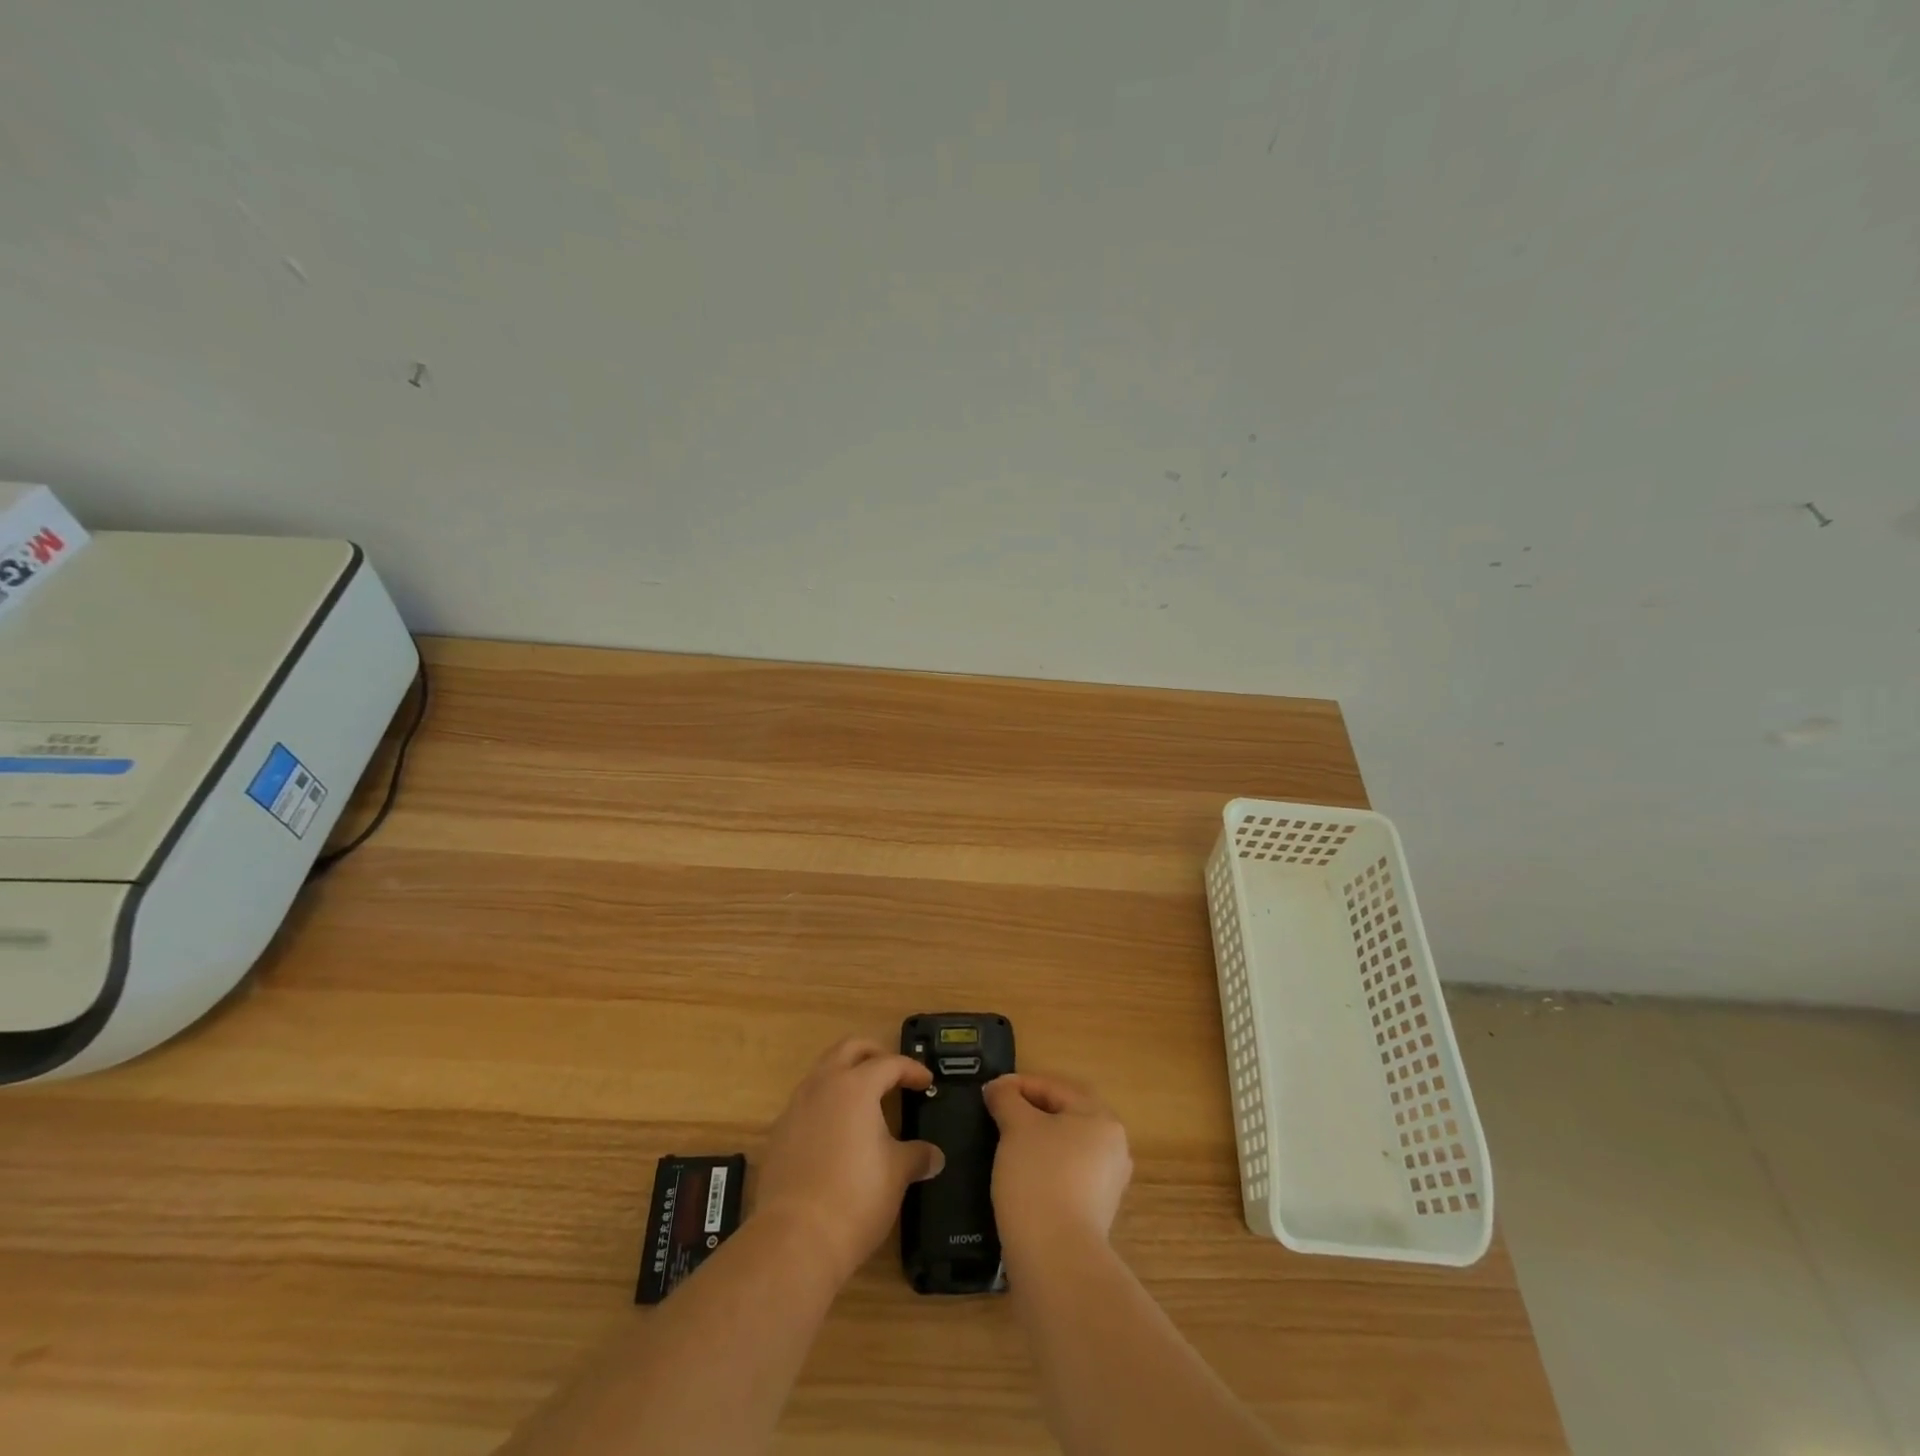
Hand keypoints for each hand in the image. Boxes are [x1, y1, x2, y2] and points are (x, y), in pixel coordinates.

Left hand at [754, 1037, 944, 1284]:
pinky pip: (806, 1102)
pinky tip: (836, 1132)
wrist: (795, 1238)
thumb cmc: (856, 1197)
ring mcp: (796, 1107)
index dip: (912, 1070)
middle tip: (892, 1073)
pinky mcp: (779, 1133)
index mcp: (856, 1086)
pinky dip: (825, 1104)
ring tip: (864, 1100)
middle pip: (849, 1048)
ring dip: (845, 1075)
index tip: (926, 1082)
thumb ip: (917, 1156)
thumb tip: (934, 1156)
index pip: (890, 1063)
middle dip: (874, 1053)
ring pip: (823, 1071)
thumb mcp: (897, 1174)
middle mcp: (823, 1085)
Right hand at [984, 1074, 1132, 1258]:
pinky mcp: (1095, 1213)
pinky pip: (1065, 1176)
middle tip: (995, 1115)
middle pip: (1063, 1116)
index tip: (989, 1092)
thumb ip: (1006, 1099)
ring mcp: (1107, 1183)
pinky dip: (1042, 1169)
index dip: (1018, 1085)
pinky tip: (1018, 1177)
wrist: (1055, 1259)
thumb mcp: (1016, 1127)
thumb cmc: (1038, 1177)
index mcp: (1101, 1118)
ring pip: (1064, 1147)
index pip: (1055, 1088)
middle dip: (1028, 1113)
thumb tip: (998, 1089)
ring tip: (1003, 1144)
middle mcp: (1112, 1147)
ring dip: (1034, 1142)